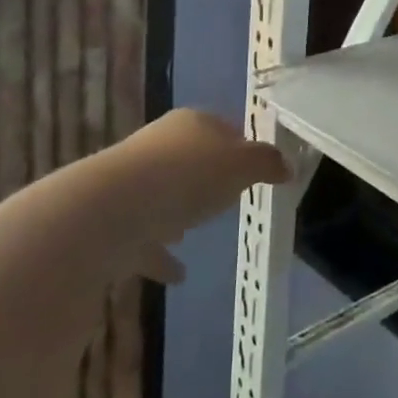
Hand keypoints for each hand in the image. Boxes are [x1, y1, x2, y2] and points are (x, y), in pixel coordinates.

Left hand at [95, 108, 290, 254]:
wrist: (111, 210)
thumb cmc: (187, 177)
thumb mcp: (241, 166)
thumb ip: (267, 163)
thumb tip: (286, 166)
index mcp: (192, 123)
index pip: (224, 127)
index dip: (243, 147)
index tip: (257, 171)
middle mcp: (160, 144)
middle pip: (192, 159)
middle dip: (208, 177)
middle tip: (230, 200)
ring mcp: (133, 182)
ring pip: (164, 194)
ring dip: (178, 211)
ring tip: (196, 231)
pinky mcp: (114, 219)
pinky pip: (145, 237)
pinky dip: (161, 253)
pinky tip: (177, 274)